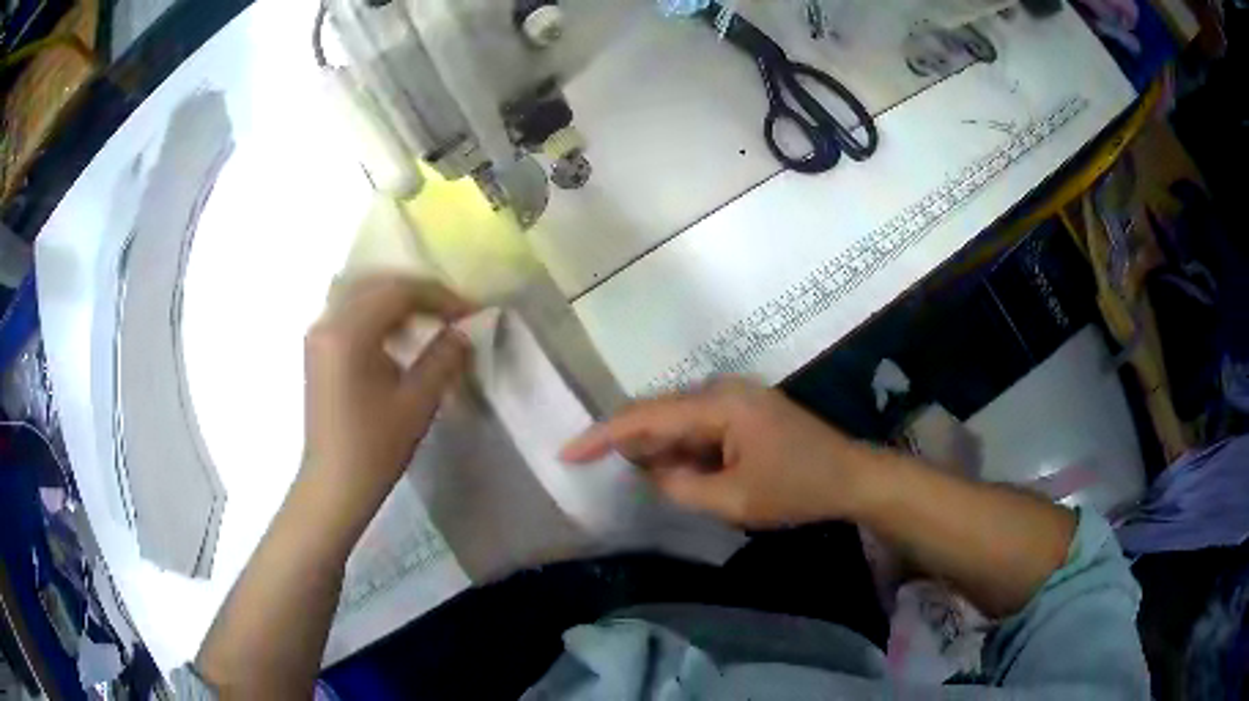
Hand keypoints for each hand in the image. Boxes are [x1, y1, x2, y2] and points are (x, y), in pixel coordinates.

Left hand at [303, 275, 474, 505]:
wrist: (334, 484)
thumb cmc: (374, 448)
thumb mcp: (417, 403)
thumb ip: (443, 358)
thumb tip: (464, 332)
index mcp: (349, 332)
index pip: (399, 292)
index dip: (440, 297)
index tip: (471, 312)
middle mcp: (328, 321)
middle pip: (378, 284)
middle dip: (419, 292)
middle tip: (453, 311)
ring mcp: (319, 333)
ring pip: (363, 293)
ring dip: (398, 299)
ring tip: (431, 319)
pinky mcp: (318, 347)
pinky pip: (351, 311)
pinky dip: (379, 312)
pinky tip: (399, 334)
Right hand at [561, 377, 879, 526]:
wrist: (851, 476)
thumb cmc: (797, 488)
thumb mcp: (735, 500)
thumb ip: (682, 486)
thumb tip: (650, 472)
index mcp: (719, 404)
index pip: (647, 416)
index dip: (603, 434)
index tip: (567, 452)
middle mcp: (722, 390)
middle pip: (657, 411)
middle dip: (626, 441)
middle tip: (593, 466)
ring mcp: (734, 398)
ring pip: (676, 419)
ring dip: (654, 447)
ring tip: (632, 474)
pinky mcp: (742, 411)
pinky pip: (697, 426)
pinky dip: (679, 448)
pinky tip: (671, 469)